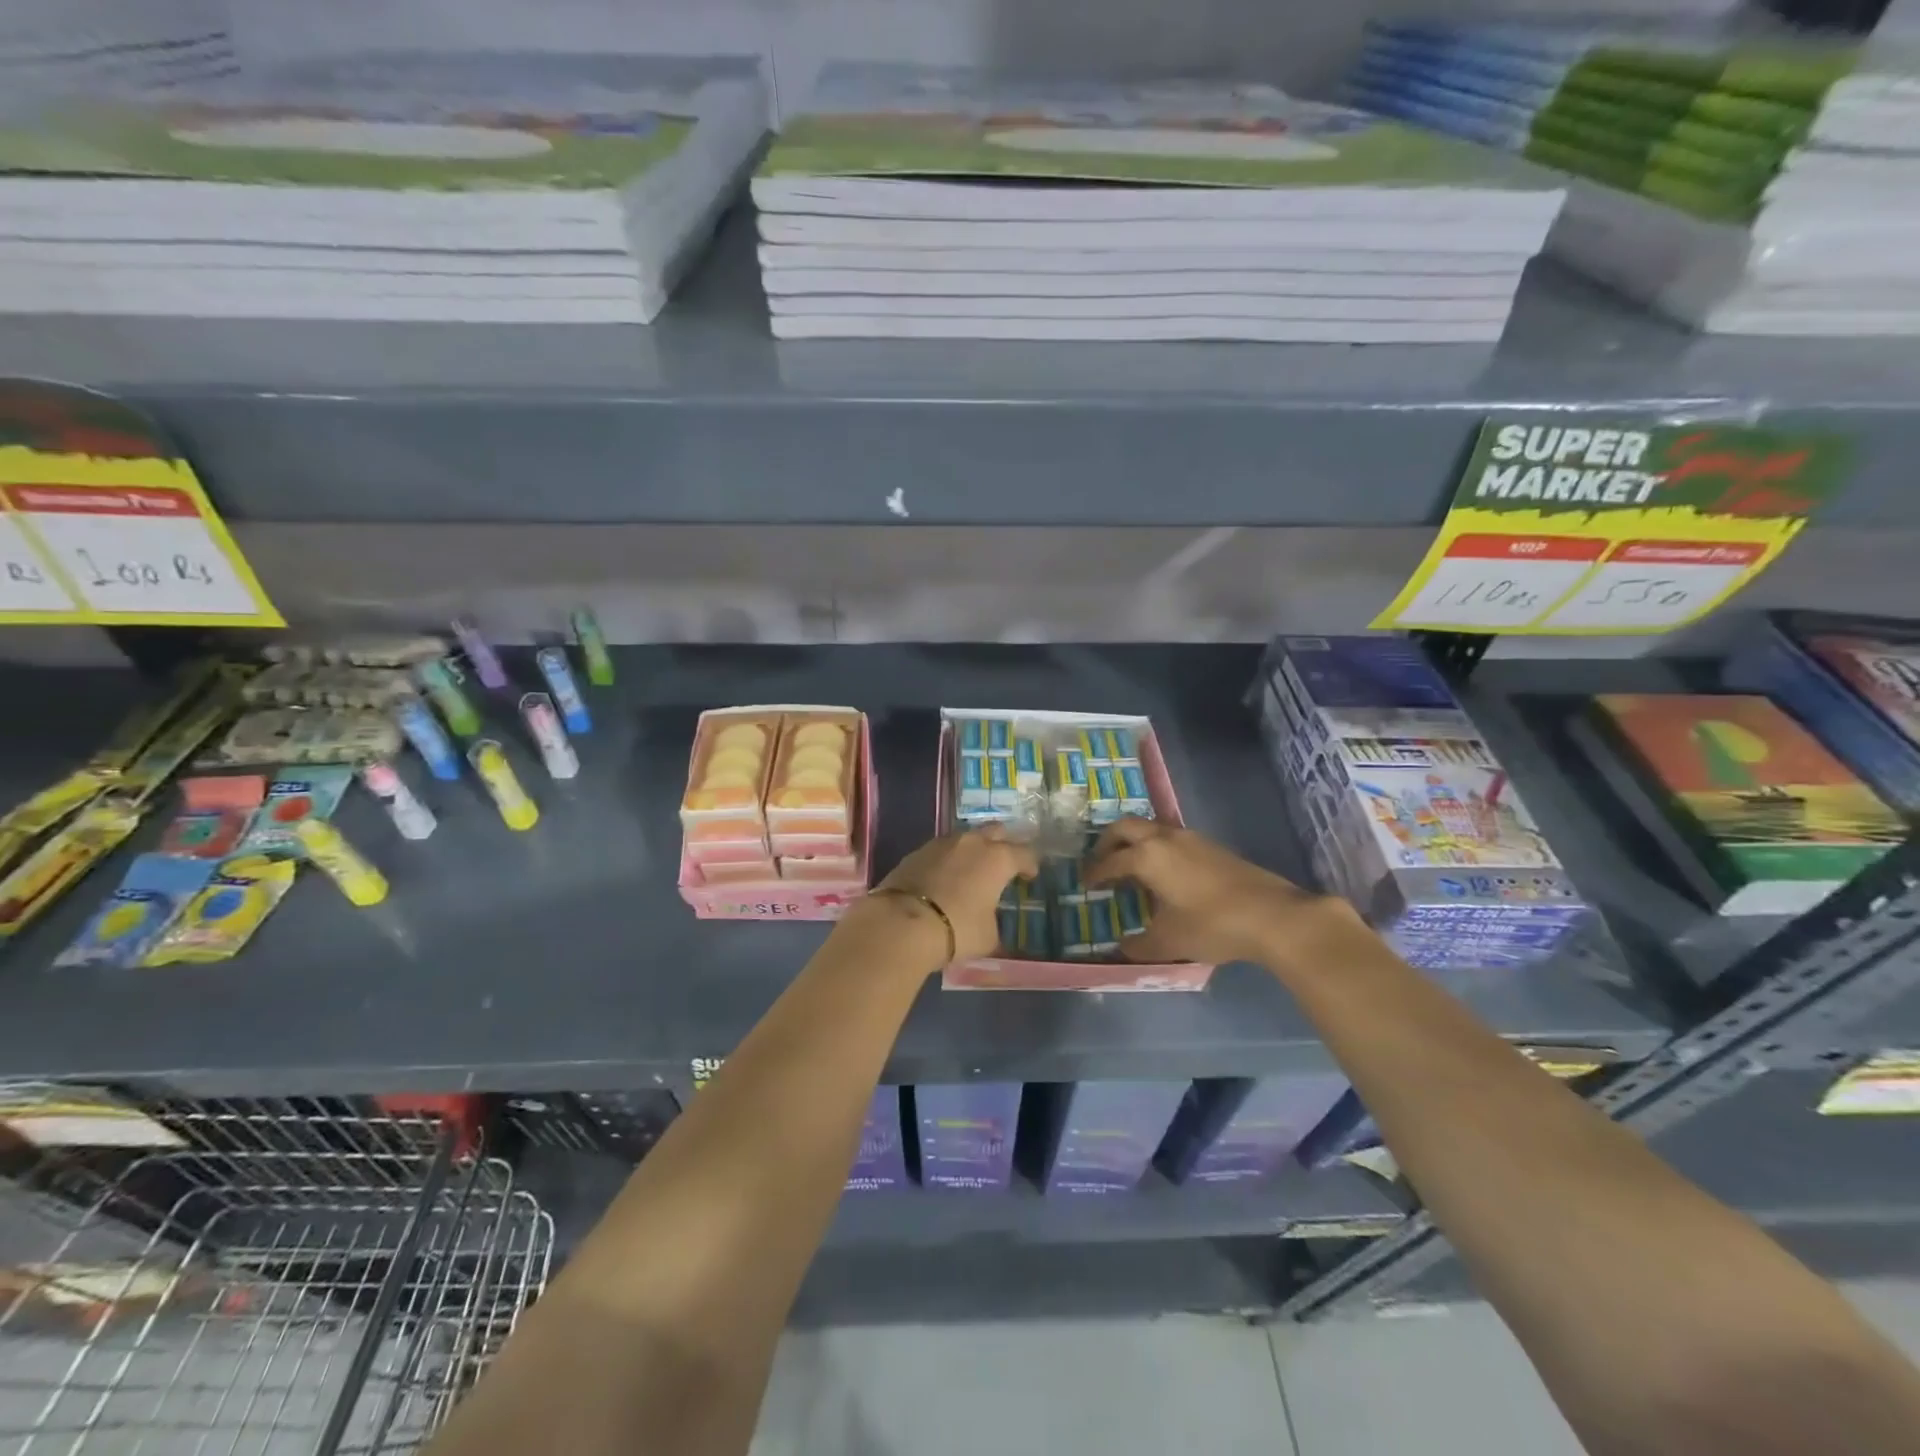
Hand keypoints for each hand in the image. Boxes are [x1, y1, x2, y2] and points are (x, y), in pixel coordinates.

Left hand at [868, 826, 1039, 963]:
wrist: (902, 923)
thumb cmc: (957, 929)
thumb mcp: (988, 936)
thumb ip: (993, 921)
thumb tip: (989, 921)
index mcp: (998, 859)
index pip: (1024, 853)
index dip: (1030, 864)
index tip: (1030, 874)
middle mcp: (972, 842)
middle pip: (996, 831)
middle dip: (1004, 843)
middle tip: (1005, 860)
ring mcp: (943, 843)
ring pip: (966, 837)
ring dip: (974, 848)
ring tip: (974, 867)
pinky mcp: (918, 851)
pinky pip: (942, 849)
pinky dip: (949, 858)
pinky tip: (946, 874)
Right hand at [1085, 817, 1358, 967]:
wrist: (1272, 914)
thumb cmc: (1211, 925)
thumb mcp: (1168, 942)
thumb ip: (1139, 945)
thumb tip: (1121, 948)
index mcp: (1147, 856)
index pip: (1110, 861)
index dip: (1094, 873)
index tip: (1084, 883)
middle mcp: (1165, 838)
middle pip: (1125, 827)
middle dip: (1107, 843)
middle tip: (1101, 863)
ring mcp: (1190, 838)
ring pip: (1151, 827)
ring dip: (1134, 841)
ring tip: (1131, 867)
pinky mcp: (1211, 845)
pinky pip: (1171, 836)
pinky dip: (1156, 847)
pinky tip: (1164, 873)